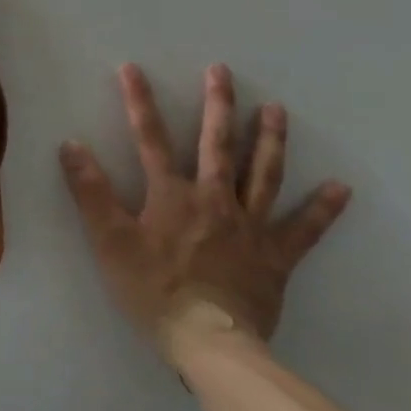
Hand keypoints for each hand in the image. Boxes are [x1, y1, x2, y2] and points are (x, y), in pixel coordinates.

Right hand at [59, 63, 350, 348]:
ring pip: (263, 174)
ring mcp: (251, 226)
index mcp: (172, 194)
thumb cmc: (152, 289)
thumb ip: (90, 191)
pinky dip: (322, 208)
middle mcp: (215, 200)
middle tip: (222, 71)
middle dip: (218, 105)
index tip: (132, 69)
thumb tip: (71, 145)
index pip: (150, 138)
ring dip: (269, 139)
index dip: (139, 101)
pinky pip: (304, 228)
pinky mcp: (276, 257)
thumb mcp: (109, 239)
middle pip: (217, 145)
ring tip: (276, 110)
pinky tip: (340, 188)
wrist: (209, 341)